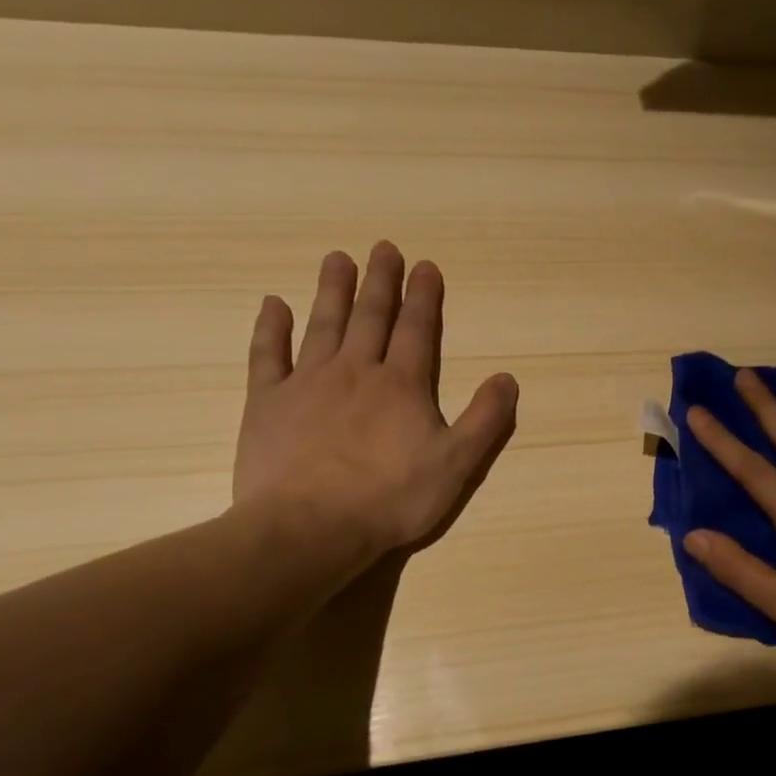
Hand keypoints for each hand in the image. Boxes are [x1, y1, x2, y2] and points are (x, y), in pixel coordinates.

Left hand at [231, 243, 517, 588]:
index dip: (424, 297)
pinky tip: (273, 305)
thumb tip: (507, 379)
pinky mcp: (267, 403)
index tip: (425, 265)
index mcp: (402, 385)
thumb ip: (485, 420)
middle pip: (371, 317)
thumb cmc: (391, 498)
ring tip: (338, 259)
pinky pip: (268, 355)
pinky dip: (271, 328)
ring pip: (323, 325)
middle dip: (381, 281)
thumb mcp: (457, 465)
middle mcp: (356, 371)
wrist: (310, 527)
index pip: (417, 330)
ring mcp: (307, 383)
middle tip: (383, 247)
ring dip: (333, 291)